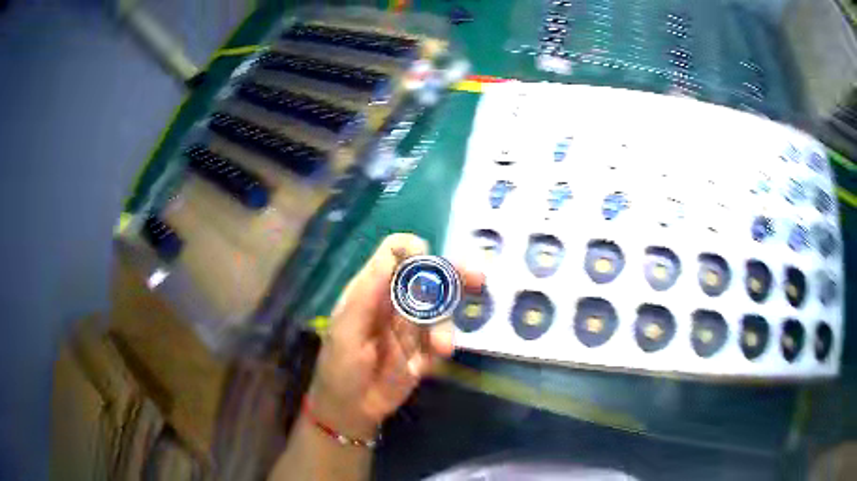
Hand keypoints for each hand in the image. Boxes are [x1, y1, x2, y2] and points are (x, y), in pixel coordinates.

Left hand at [307, 233, 483, 438]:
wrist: (351, 409)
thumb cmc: (339, 367)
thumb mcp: (346, 331)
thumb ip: (367, 294)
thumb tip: (391, 255)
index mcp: (372, 289)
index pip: (395, 253)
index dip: (413, 251)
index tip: (428, 261)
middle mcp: (396, 301)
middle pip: (428, 275)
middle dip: (453, 274)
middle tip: (477, 278)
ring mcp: (412, 326)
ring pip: (441, 308)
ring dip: (445, 323)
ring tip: (439, 347)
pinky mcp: (425, 349)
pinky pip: (443, 338)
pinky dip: (443, 345)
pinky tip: (433, 359)